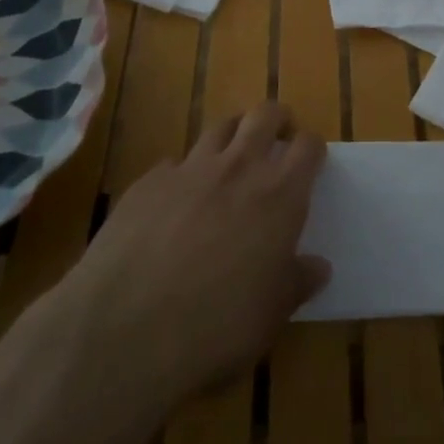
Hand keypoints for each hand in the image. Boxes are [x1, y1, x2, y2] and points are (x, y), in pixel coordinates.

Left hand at [56, 101, 328, 409]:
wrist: (125, 328)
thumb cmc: (217, 325)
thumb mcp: (270, 315)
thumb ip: (297, 283)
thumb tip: (318, 267)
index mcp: (279, 195)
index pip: (307, 147)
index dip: (312, 149)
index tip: (311, 161)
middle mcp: (238, 167)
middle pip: (264, 115)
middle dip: (276, 119)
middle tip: (277, 138)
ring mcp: (190, 168)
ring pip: (220, 128)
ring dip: (232, 136)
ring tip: (231, 159)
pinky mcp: (148, 181)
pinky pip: (174, 164)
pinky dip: (183, 174)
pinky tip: (176, 202)